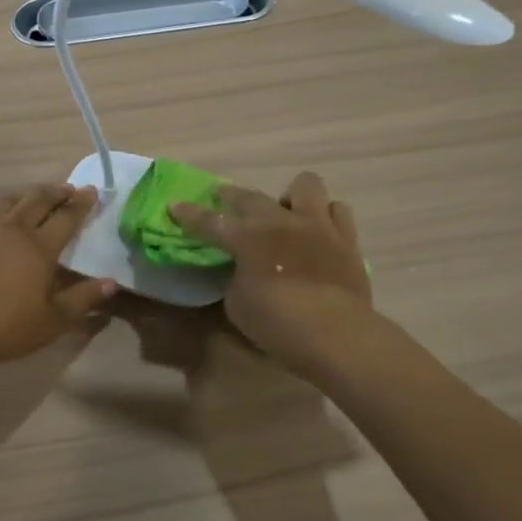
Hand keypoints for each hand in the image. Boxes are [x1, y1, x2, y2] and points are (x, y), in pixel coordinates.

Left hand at [0, 183, 117, 366]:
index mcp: (40, 247)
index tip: (92, 191)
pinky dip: (9, 205)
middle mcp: (16, 230)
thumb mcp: (54, 318)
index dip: (81, 204)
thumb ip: (84, 298)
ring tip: (39, 196)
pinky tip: (8, 216)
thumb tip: (112, 283)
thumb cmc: (9, 324)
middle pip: (39, 200)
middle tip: (70, 189)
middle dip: (58, 191)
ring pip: (13, 200)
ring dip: (31, 194)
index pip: (66, 217)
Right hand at [169, 172, 372, 373]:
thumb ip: (236, 279)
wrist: (336, 335)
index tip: (175, 205)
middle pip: (250, 196)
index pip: (210, 221)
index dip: (189, 214)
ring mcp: (317, 225)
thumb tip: (241, 270)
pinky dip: (325, 216)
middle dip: (231, 196)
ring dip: (291, 198)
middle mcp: (280, 222)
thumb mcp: (238, 305)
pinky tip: (318, 230)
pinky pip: (338, 210)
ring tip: (286, 215)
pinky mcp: (346, 239)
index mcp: (248, 239)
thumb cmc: (278, 324)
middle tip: (223, 200)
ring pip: (305, 185)